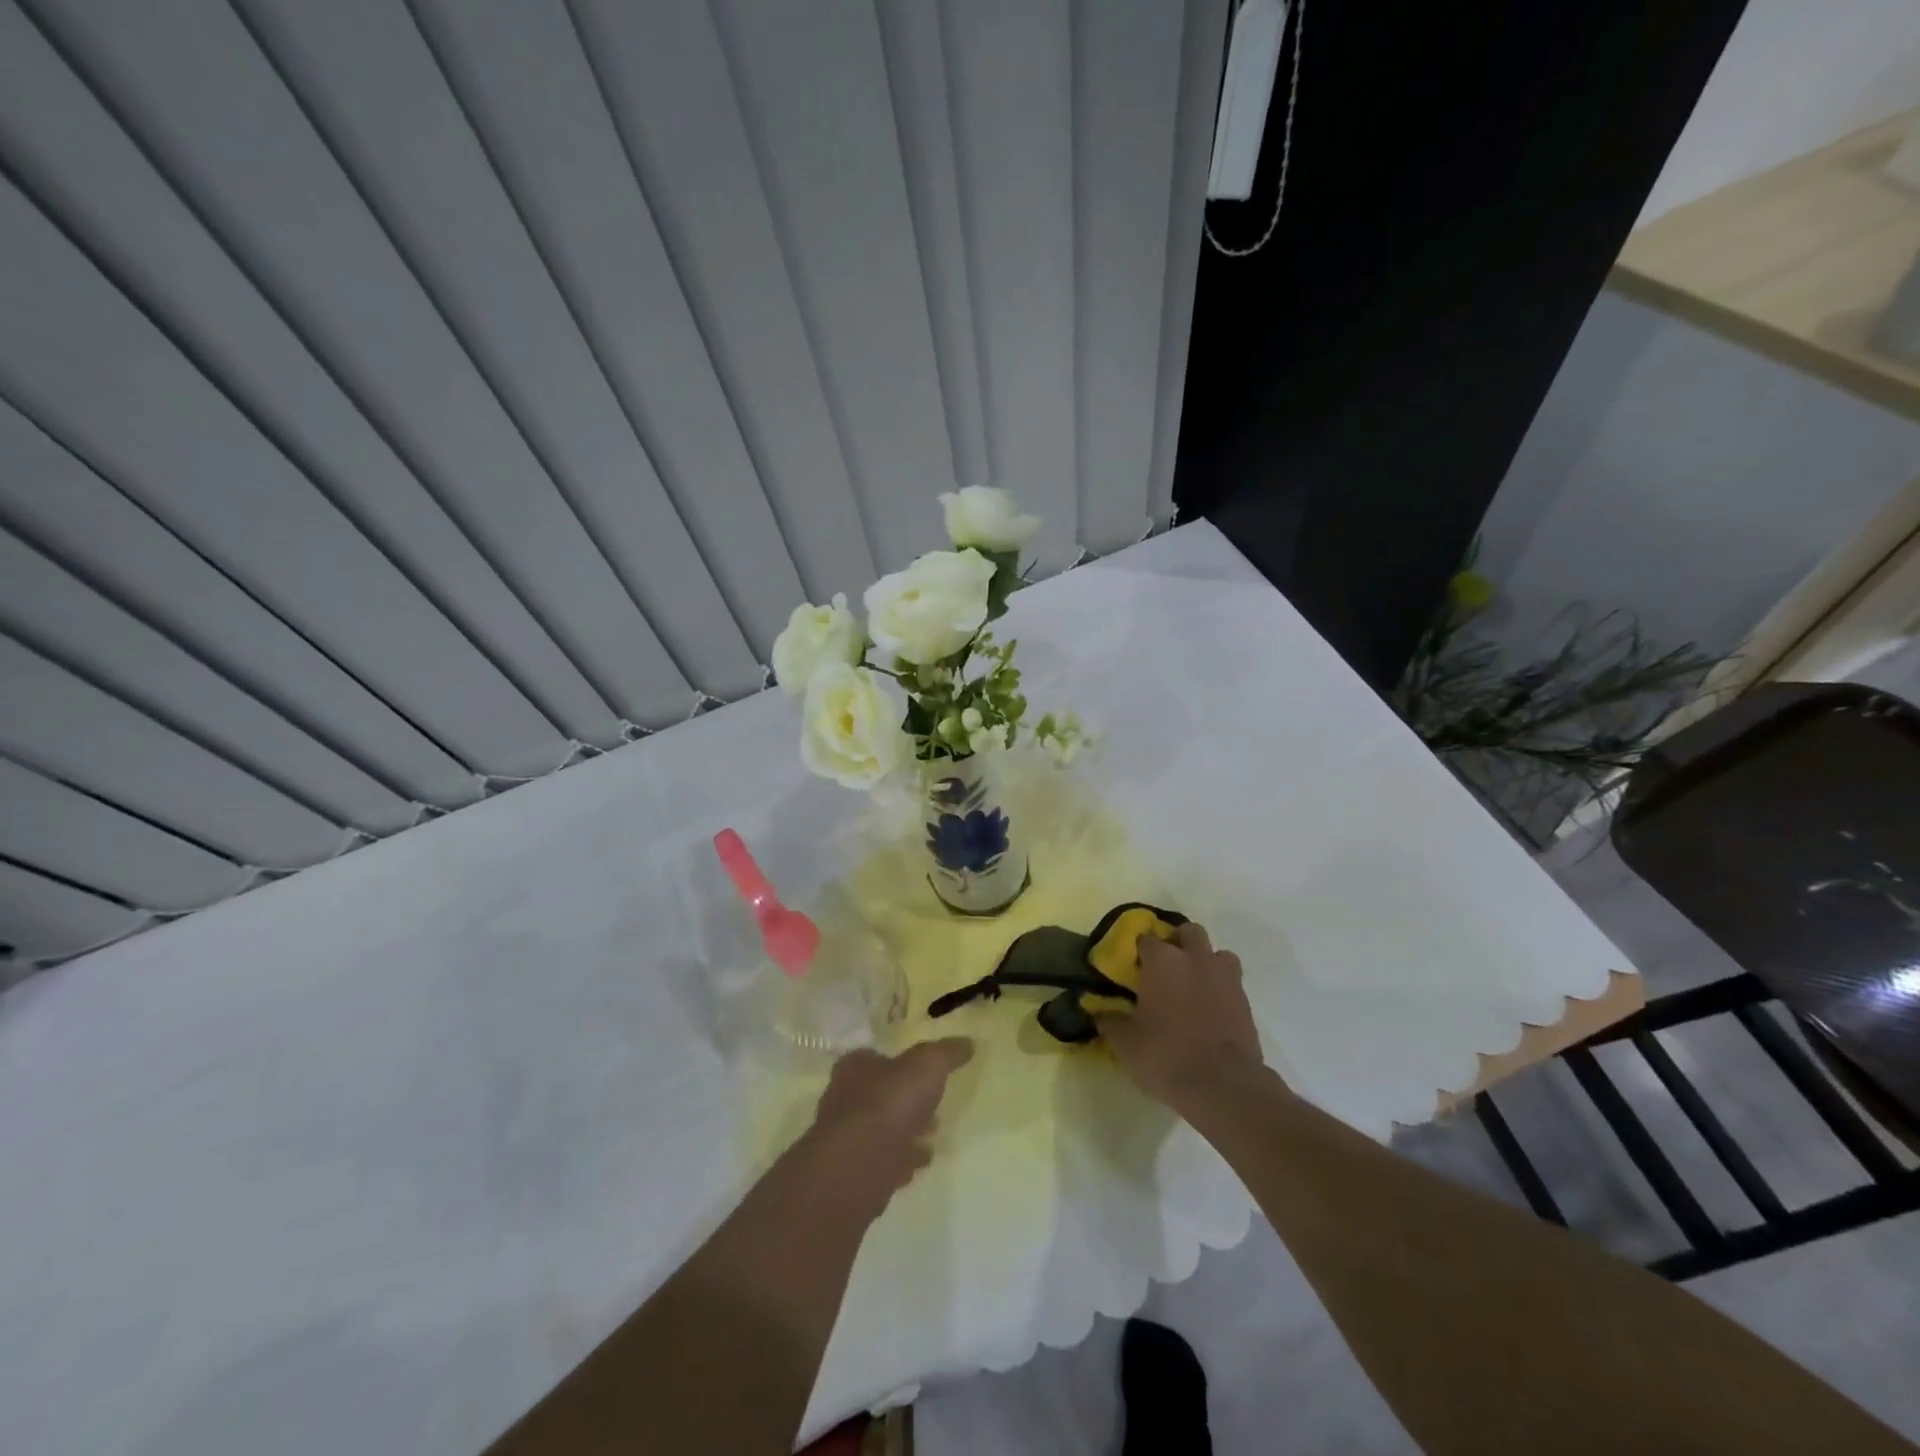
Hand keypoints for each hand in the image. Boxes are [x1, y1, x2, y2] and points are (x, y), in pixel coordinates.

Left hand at [804, 1038, 973, 1207]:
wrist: (857, 1167)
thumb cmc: (888, 1103)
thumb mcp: (926, 1066)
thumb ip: (946, 1053)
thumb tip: (968, 1042)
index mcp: (855, 1068)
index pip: (874, 1057)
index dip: (898, 1063)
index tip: (922, 1073)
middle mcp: (844, 1099)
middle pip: (879, 1095)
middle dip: (905, 1101)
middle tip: (932, 1107)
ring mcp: (846, 1139)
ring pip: (881, 1130)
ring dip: (905, 1132)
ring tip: (932, 1136)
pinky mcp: (853, 1173)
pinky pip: (882, 1162)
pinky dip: (900, 1160)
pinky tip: (919, 1164)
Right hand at [1094, 922, 1266, 1113]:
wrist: (1224, 1086)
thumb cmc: (1167, 1056)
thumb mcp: (1126, 1044)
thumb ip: (1111, 1022)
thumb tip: (1099, 1012)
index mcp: (1162, 961)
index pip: (1146, 939)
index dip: (1138, 951)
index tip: (1133, 967)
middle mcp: (1195, 959)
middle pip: (1189, 933)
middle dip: (1178, 943)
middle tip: (1166, 968)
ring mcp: (1224, 977)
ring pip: (1217, 953)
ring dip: (1206, 962)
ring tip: (1194, 985)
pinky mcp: (1245, 1000)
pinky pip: (1232, 981)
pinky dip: (1221, 987)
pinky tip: (1210, 1009)